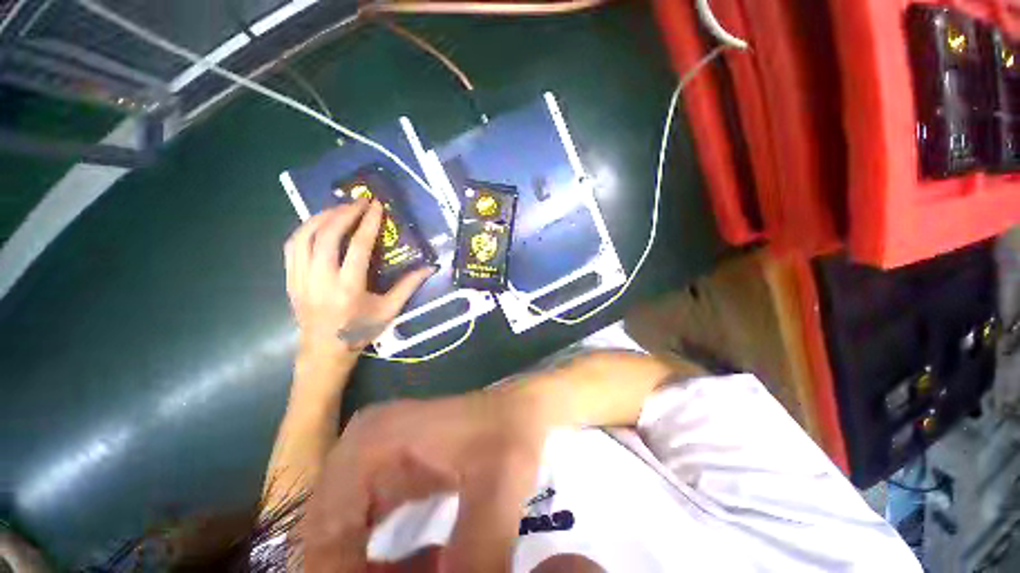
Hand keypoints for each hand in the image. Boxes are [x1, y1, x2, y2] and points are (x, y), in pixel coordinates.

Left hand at [284, 198, 434, 354]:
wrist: (324, 352)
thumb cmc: (360, 332)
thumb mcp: (389, 311)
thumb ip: (408, 287)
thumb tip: (430, 268)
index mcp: (348, 288)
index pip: (357, 247)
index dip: (368, 223)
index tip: (376, 206)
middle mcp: (321, 280)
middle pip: (327, 236)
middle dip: (344, 213)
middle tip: (359, 202)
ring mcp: (301, 279)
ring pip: (304, 238)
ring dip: (321, 217)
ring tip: (338, 208)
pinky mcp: (291, 280)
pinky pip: (291, 248)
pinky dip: (304, 230)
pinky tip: (317, 225)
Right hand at [302, 389, 547, 572]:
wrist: (521, 405)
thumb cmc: (510, 431)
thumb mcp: (498, 489)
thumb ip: (474, 560)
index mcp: (372, 443)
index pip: (326, 537)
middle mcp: (359, 447)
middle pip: (327, 538)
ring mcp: (370, 456)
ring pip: (341, 537)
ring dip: (365, 572)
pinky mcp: (386, 468)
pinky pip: (361, 529)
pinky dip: (376, 561)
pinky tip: (412, 572)